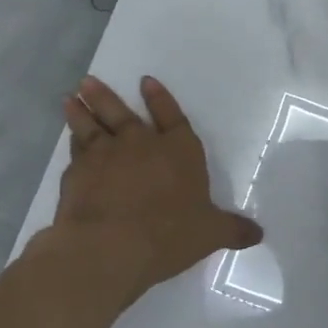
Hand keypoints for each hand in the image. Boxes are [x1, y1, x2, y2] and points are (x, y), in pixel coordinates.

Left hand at [45, 75, 261, 304]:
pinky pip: (75, 152)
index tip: (146, 81)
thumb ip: (233, 230)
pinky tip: (69, 142)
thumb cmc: (170, 234)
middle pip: (122, 113)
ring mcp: (105, 156)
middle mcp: (140, 144)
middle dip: (107, 97)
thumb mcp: (211, 234)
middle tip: (89, 81)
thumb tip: (258, 234)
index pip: (172, 117)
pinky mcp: (76, 174)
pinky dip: (72, 145)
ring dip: (82, 111)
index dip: (160, 99)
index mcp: (179, 150)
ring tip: (72, 98)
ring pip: (91, 126)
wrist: (110, 246)